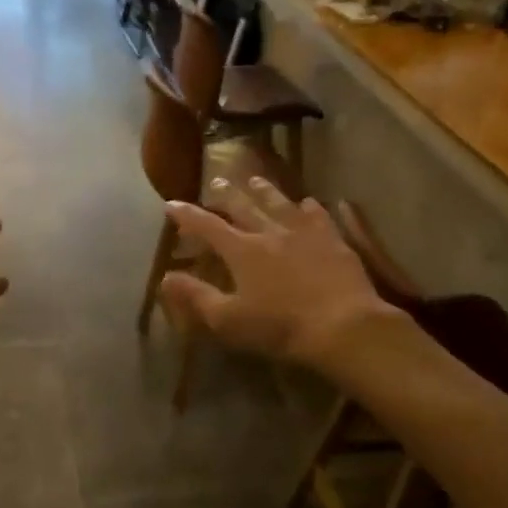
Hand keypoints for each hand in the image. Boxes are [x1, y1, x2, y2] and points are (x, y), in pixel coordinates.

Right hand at [160, 179, 402, 373]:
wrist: (343, 326)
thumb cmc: (279, 327)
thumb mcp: (228, 319)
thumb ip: (195, 296)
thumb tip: (165, 277)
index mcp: (242, 251)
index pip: (207, 226)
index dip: (187, 215)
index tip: (171, 204)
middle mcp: (270, 233)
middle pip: (244, 207)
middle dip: (226, 194)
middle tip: (216, 180)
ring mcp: (305, 234)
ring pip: (280, 204)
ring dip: (265, 191)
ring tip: (255, 180)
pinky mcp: (334, 241)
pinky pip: (319, 216)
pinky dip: (310, 207)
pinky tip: (309, 203)